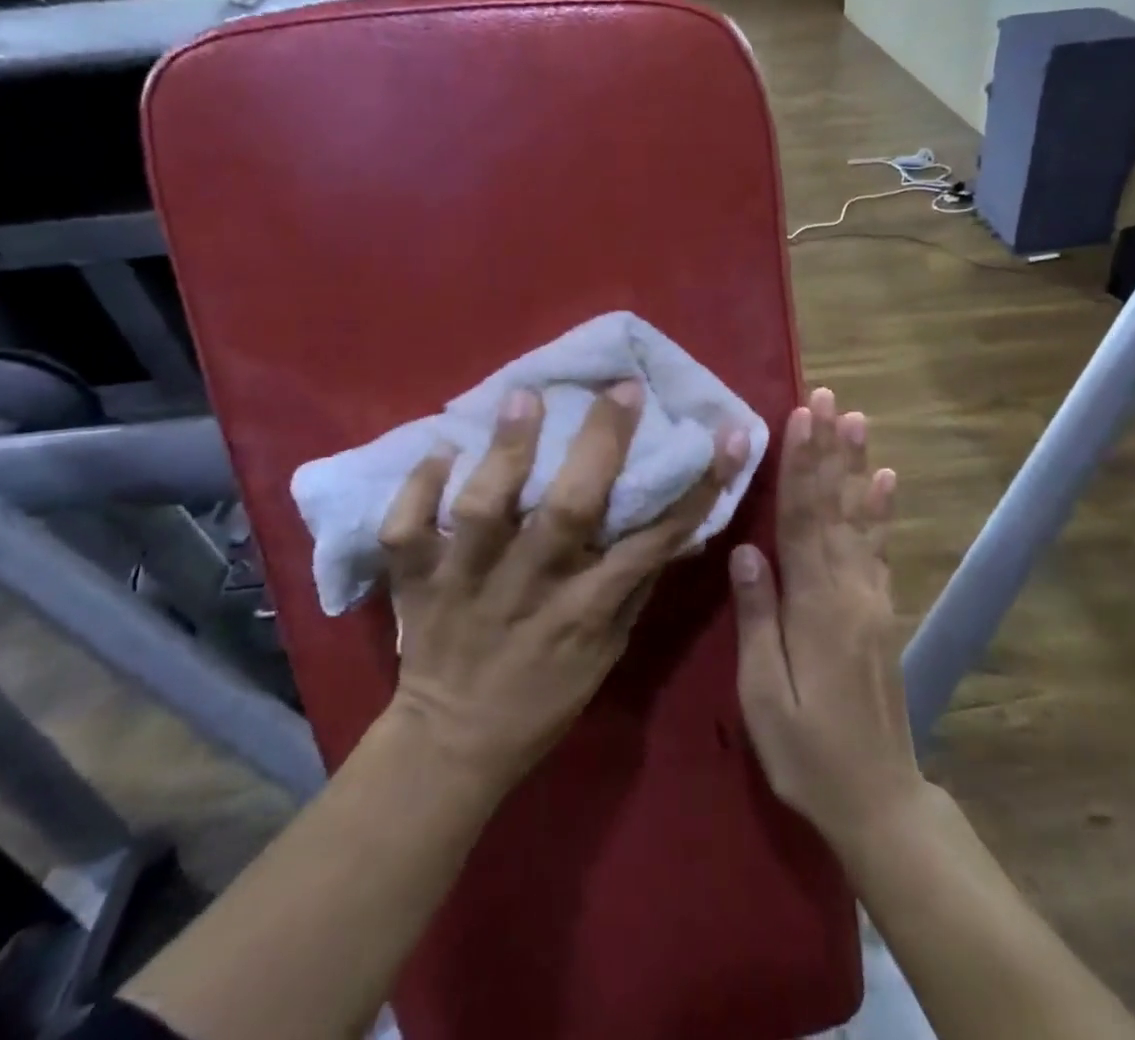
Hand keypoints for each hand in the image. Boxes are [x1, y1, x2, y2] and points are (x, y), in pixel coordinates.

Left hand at [378, 380, 749, 789]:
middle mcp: (529, 587)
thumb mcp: (608, 651)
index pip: (653, 542)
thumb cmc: (544, 696)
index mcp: (585, 610)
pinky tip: (440, 449)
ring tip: (524, 395)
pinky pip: (408, 529)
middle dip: (600, 443)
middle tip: (621, 389)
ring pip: (485, 510)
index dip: (697, 488)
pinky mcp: (416, 582)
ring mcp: (466, 582)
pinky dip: (418, 488)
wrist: (452, 744)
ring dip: (506, 450)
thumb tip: (675, 524)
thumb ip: (634, 585)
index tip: (726, 436)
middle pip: (568, 511)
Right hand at [730, 387, 917, 845]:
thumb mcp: (764, 694)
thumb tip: (746, 548)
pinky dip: (880, 510)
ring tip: (858, 420)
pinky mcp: (882, 611)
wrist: (879, 799)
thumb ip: (759, 617)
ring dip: (856, 465)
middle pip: (834, 506)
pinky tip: (884, 481)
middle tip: (829, 397)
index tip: (801, 416)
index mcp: (816, 605)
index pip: (803, 519)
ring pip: (859, 518)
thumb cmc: (807, 751)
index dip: (801, 464)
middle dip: (829, 448)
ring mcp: (872, 598)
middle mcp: (849, 589)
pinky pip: (878, 548)